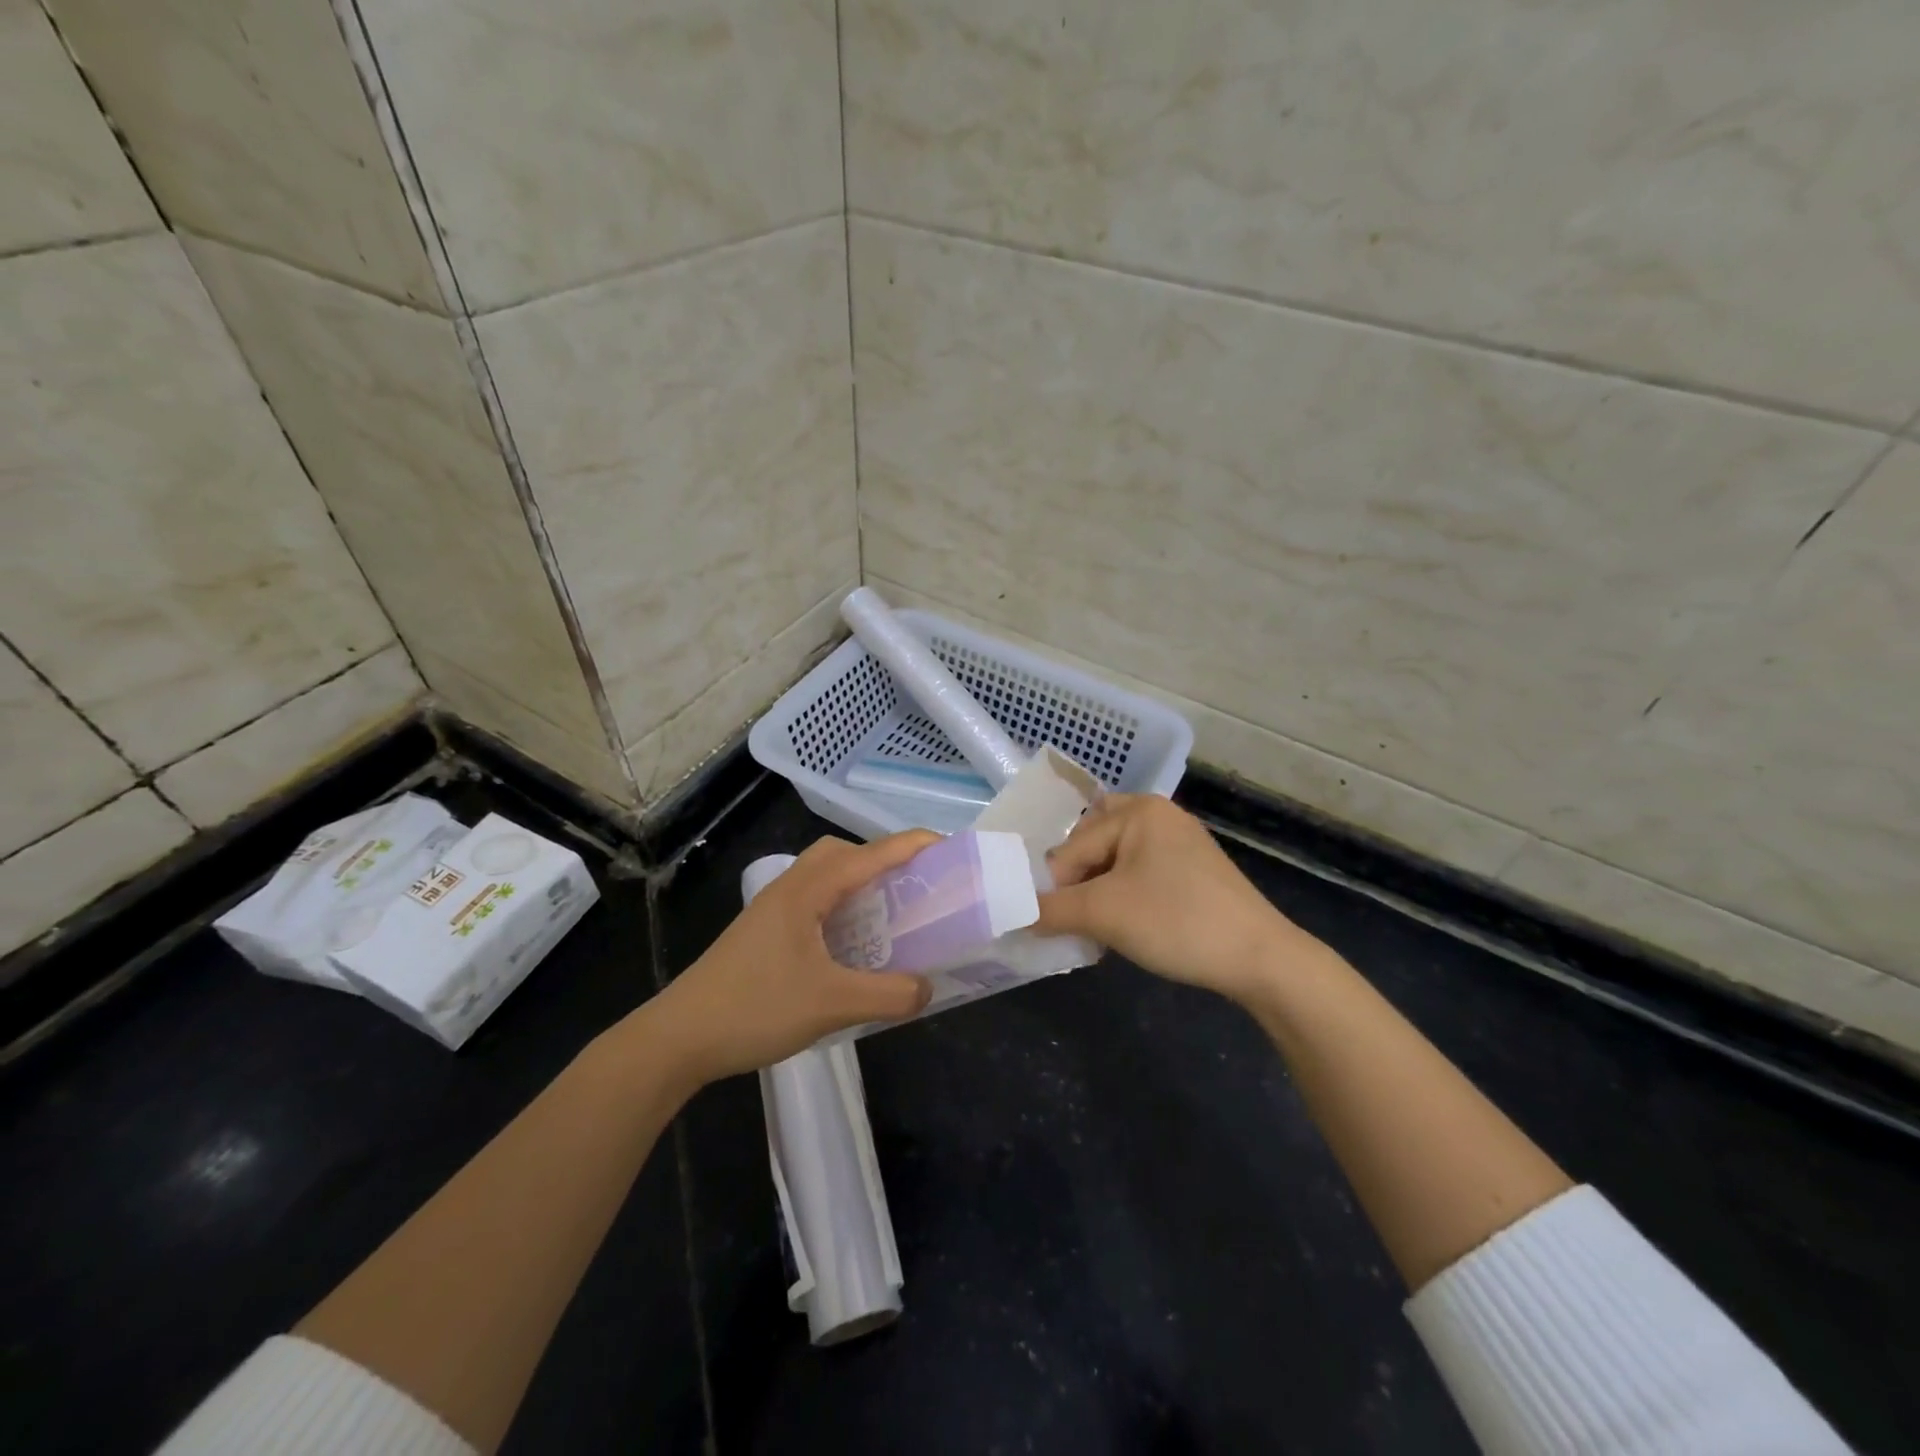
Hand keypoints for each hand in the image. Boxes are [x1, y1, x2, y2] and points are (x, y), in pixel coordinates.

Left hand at [639, 831, 939, 1084]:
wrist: (679, 1037)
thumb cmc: (755, 1008)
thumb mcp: (832, 1005)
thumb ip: (889, 995)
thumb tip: (928, 988)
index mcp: (808, 890)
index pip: (871, 853)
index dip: (913, 846)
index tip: (951, 850)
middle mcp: (790, 888)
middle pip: (843, 853)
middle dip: (883, 860)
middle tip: (913, 889)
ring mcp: (773, 910)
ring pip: (825, 876)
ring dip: (860, 884)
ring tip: (888, 916)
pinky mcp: (764, 932)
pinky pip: (813, 901)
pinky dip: (841, 907)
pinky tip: (851, 946)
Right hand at [1036, 795, 1325, 1004]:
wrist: (1261, 959)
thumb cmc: (1177, 921)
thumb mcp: (1104, 915)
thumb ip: (1050, 910)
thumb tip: (1011, 913)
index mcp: (1138, 810)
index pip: (1072, 847)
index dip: (1055, 888)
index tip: (1046, 924)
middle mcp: (1158, 815)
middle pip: (1092, 846)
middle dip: (1076, 885)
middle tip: (1071, 921)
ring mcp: (1179, 842)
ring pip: (1115, 863)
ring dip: (1098, 894)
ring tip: (1096, 930)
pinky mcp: (1193, 870)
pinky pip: (1140, 875)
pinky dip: (1123, 897)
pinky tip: (1125, 928)